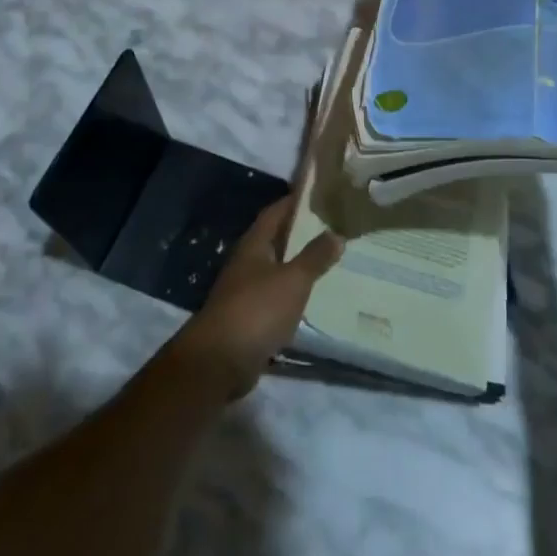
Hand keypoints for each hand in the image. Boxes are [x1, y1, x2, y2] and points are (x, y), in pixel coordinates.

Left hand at [170, 195, 343, 400]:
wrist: (219, 362)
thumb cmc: (257, 309)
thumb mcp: (293, 279)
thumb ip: (315, 256)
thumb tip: (337, 233)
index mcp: (254, 245)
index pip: (274, 213)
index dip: (294, 201)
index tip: (318, 193)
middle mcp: (246, 264)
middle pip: (275, 240)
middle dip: (300, 233)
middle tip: (332, 226)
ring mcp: (245, 292)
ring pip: (277, 270)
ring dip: (298, 265)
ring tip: (329, 260)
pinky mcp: (248, 320)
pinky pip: (276, 298)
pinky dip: (293, 294)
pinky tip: (313, 298)